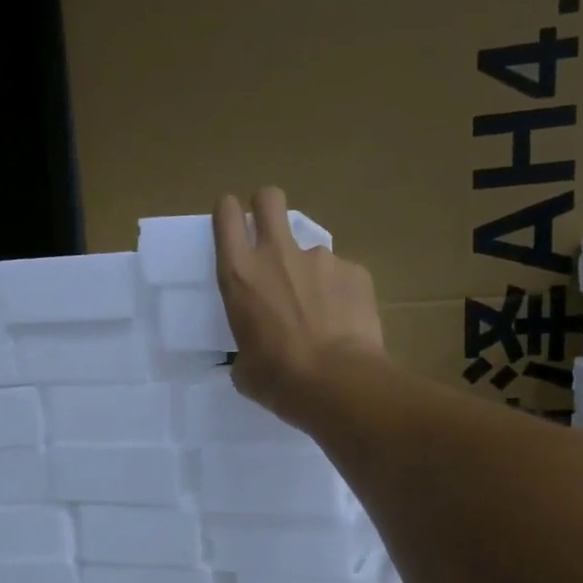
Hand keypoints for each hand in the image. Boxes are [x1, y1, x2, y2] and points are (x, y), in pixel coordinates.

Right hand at [212, 187, 385, 426]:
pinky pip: (343, 276)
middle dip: (266, 208)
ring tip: (321, 313)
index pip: (227, 215)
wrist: (339, 383)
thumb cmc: (280, 380)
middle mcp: (278, 254)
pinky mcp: (356, 271)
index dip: (230, 213)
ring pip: (311, 250)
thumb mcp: (245, 368)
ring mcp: (321, 258)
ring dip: (311, 273)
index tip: (235, 226)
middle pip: (269, 198)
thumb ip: (246, 346)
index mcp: (240, 275)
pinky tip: (346, 324)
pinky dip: (342, 294)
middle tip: (271, 238)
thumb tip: (255, 353)